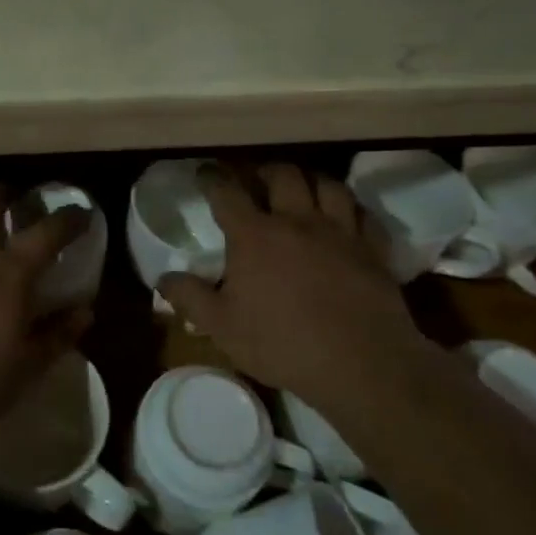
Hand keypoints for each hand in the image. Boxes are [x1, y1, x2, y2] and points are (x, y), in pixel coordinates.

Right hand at [158, 164, 414, 405]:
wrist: (361, 363)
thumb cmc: (283, 343)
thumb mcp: (222, 327)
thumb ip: (190, 298)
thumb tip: (162, 278)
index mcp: (255, 235)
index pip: (227, 192)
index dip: (213, 178)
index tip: (205, 173)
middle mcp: (297, 220)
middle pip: (282, 175)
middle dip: (265, 171)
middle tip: (257, 179)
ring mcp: (339, 232)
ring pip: (327, 185)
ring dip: (310, 181)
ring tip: (302, 190)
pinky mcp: (372, 249)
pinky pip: (364, 215)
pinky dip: (352, 210)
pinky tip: (347, 218)